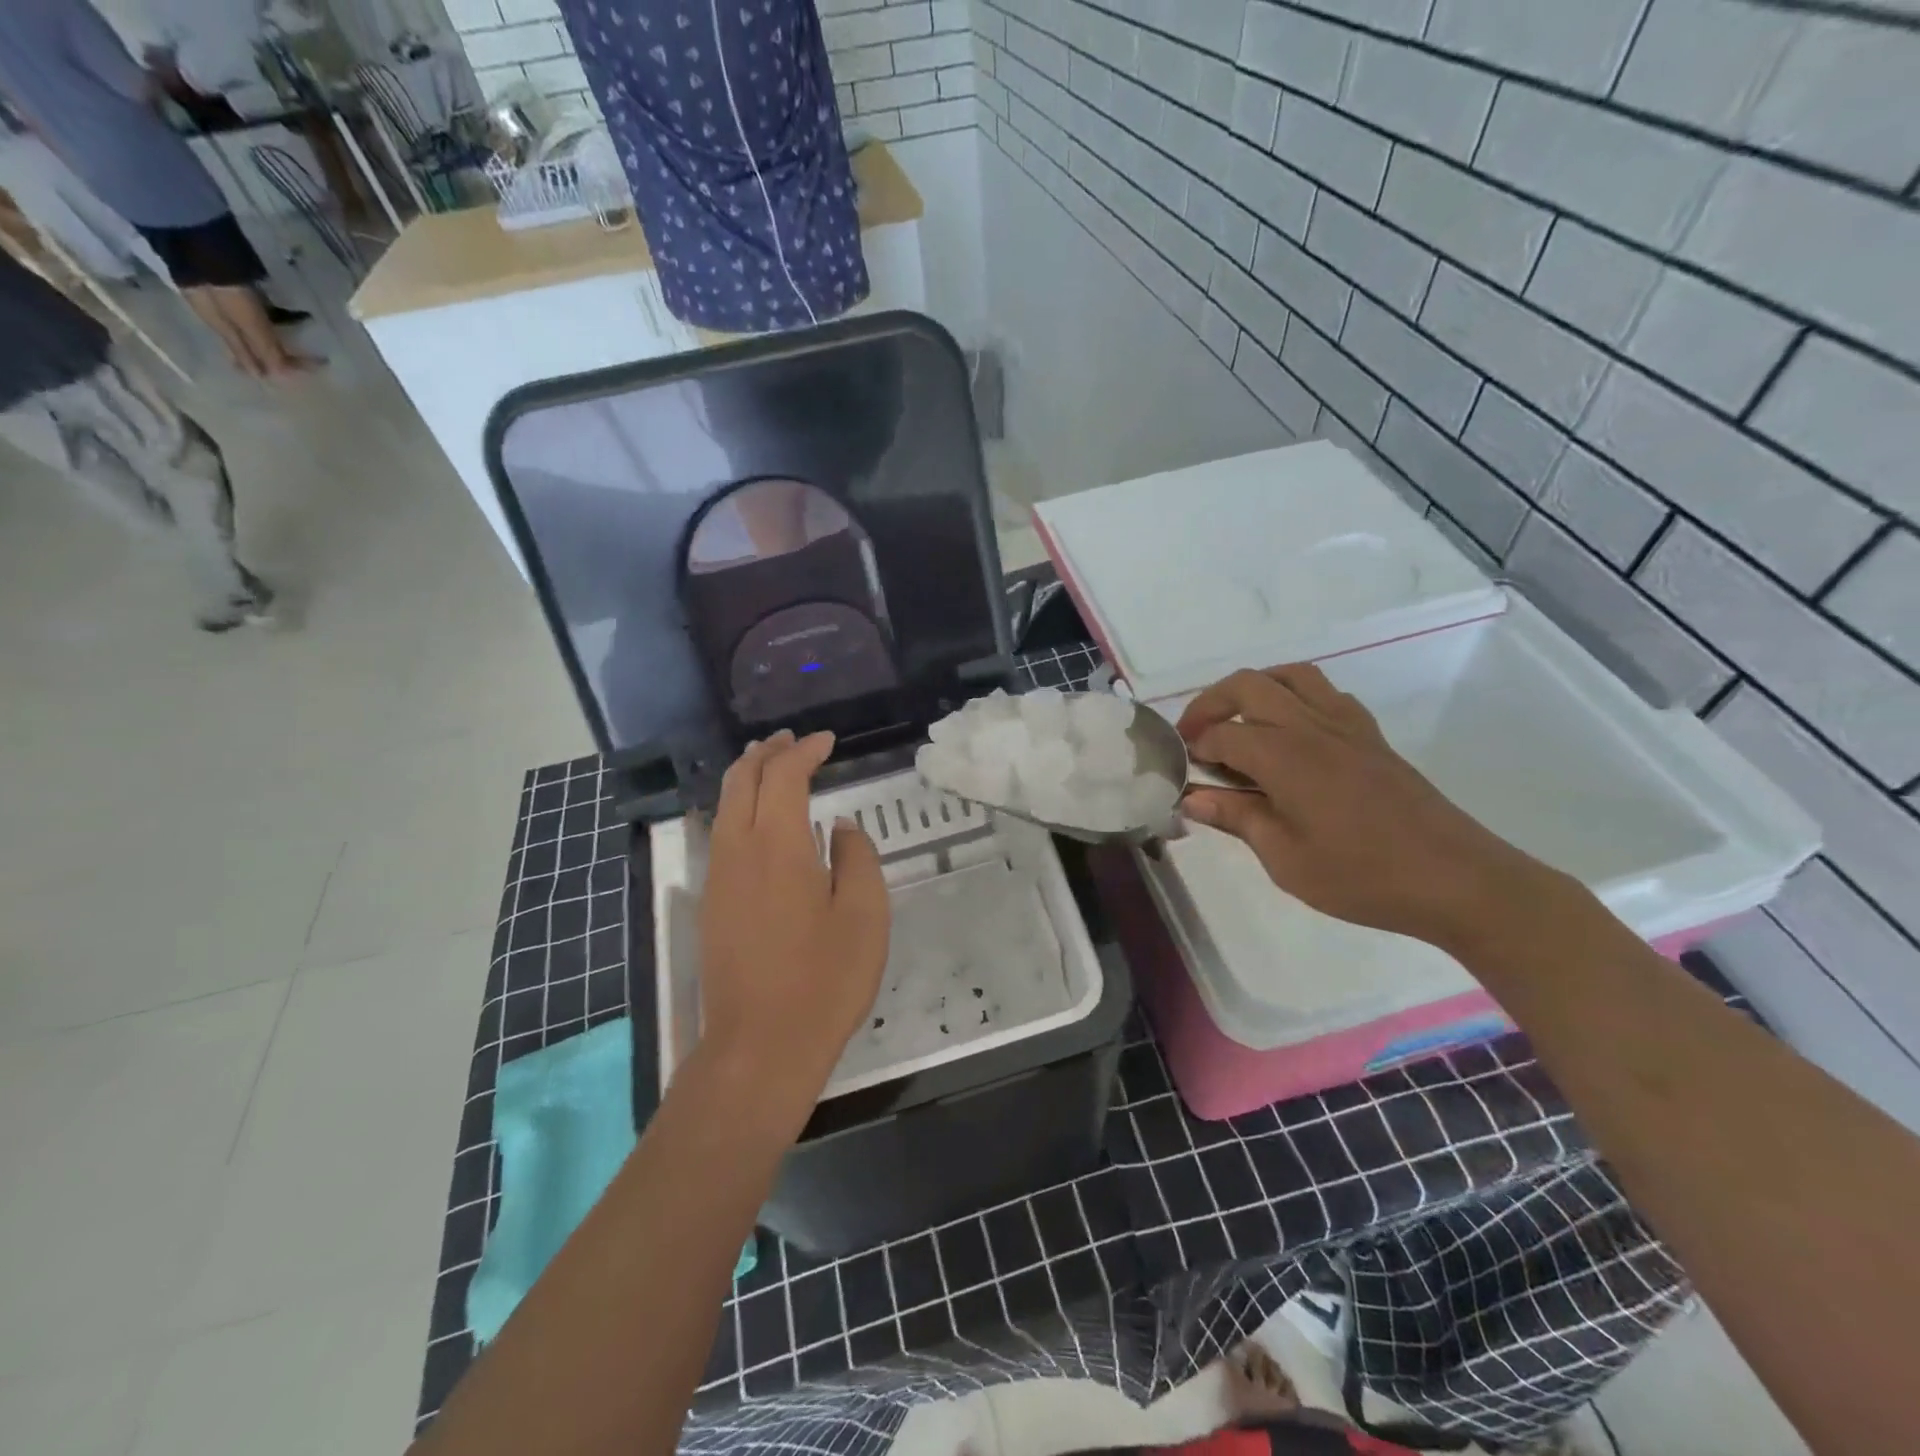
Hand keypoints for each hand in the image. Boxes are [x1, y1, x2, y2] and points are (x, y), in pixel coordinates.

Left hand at [696, 731, 889, 1116]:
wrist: (760, 1047)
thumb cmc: (824, 980)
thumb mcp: (864, 915)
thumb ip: (856, 858)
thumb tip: (839, 828)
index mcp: (777, 845)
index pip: (783, 776)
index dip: (805, 751)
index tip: (827, 740)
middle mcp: (738, 851)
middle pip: (740, 781)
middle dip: (766, 752)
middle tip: (793, 740)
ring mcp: (718, 878)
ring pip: (724, 806)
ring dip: (747, 777)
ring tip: (773, 766)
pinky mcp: (712, 904)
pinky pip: (722, 834)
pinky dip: (739, 807)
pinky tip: (760, 820)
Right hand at [1177, 665, 1556, 952]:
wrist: (1456, 880)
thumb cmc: (1362, 876)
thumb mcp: (1285, 859)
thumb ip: (1237, 819)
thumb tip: (1191, 798)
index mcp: (1285, 756)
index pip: (1222, 733)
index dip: (1194, 746)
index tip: (1181, 769)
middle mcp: (1311, 726)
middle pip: (1249, 684)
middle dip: (1211, 702)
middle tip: (1196, 736)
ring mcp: (1347, 726)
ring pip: (1292, 676)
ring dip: (1255, 688)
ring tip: (1239, 721)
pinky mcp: (1371, 736)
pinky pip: (1326, 694)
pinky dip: (1296, 697)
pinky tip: (1292, 733)